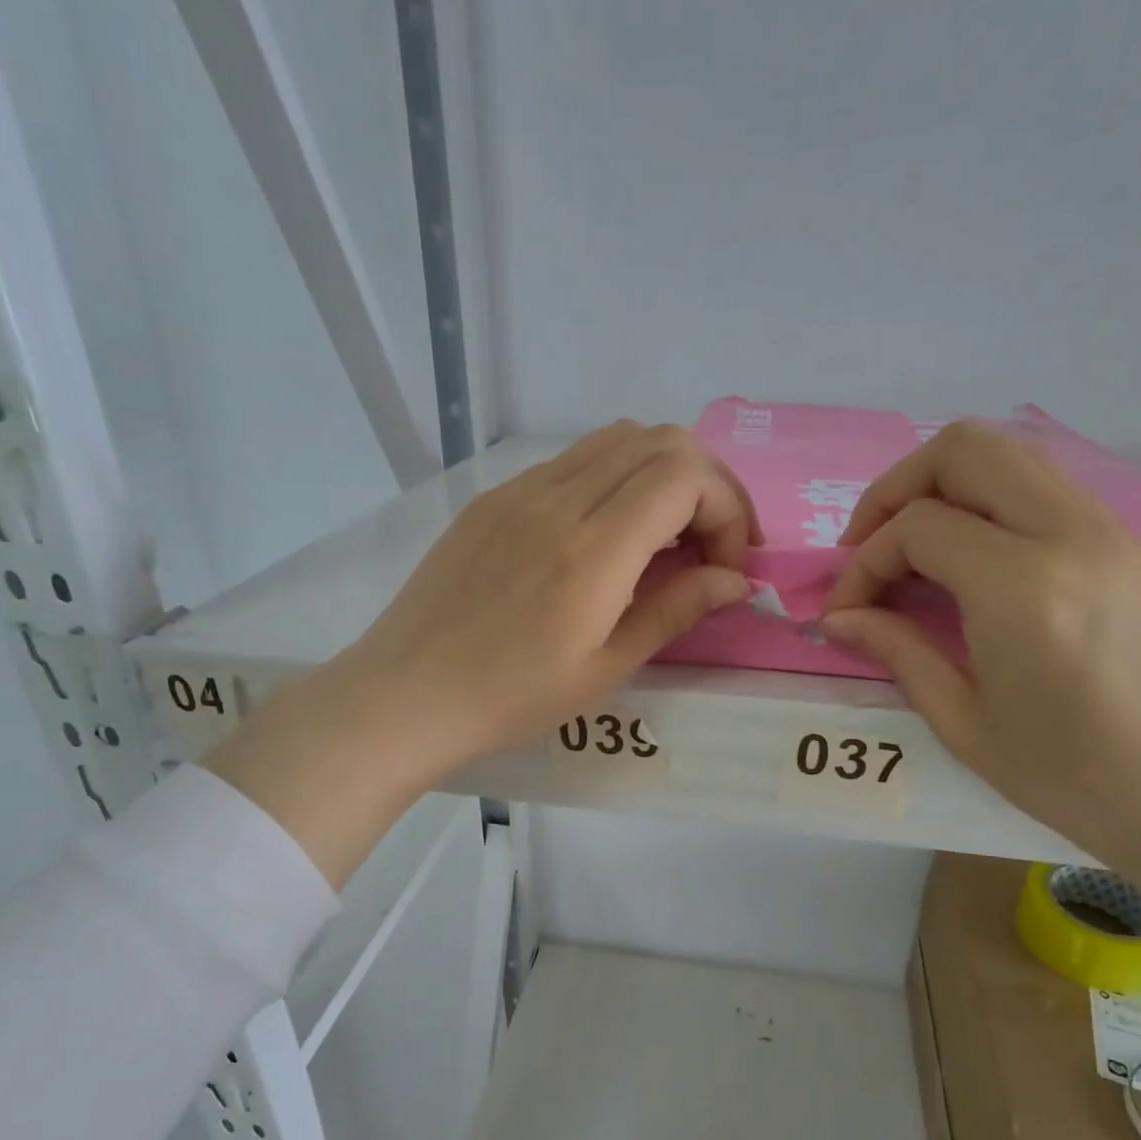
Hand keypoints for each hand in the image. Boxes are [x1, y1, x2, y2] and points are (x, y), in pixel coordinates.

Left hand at [209, 422, 758, 884]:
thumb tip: (734, 580)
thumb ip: (674, 611)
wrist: (406, 694)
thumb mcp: (603, 669)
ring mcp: (519, 490)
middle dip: (708, 485)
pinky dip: (614, 480)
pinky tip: (608, 536)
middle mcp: (557, 499)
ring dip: (662, 475)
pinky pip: (572, 461)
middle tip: (713, 546)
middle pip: (660, 441)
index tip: (728, 567)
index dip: (728, 510)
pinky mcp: (493, 498)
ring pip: (616, 440)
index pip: (686, 476)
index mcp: (592, 550)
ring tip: (668, 537)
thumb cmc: (509, 699)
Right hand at [822, 422, 1140, 883]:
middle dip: (897, 489)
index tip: (845, 611)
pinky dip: (989, 508)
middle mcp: (1070, 535)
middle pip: (965, 449)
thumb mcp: (964, 722)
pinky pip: (1044, 491)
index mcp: (1021, 588)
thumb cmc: (1073, 776)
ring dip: (944, 491)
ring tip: (914, 556)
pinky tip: (972, 569)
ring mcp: (1111, 531)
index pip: (917, 526)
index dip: (864, 564)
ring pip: (1010, 457)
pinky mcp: (1131, 543)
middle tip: (869, 547)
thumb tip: (837, 619)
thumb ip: (896, 651)